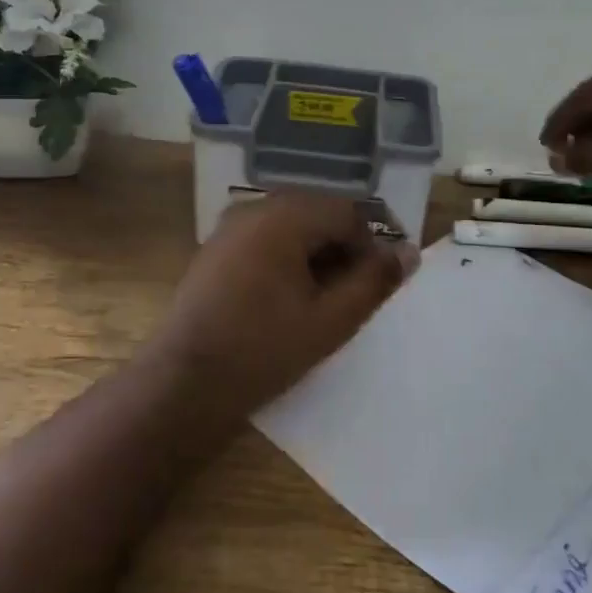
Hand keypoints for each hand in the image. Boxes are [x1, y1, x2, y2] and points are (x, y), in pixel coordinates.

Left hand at [146, 193, 419, 421]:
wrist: (183, 383)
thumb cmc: (262, 350)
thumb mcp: (330, 320)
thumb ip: (373, 282)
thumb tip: (408, 253)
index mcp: (283, 217)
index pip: (347, 211)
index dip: (374, 242)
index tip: (386, 278)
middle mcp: (255, 208)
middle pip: (319, 214)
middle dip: (346, 247)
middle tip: (360, 291)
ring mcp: (230, 227)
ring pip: (293, 226)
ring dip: (319, 253)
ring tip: (330, 298)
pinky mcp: (217, 248)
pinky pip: (267, 238)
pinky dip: (290, 257)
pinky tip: (293, 296)